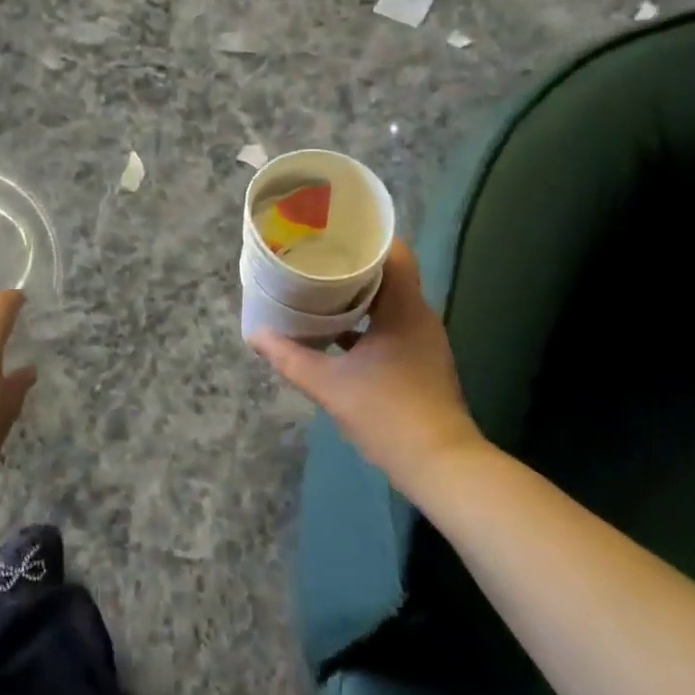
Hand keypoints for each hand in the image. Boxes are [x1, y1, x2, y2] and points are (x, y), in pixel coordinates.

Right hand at [248, 240, 486, 496]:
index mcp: (404, 308)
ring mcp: (422, 339)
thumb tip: (254, 334)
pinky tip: (335, 330)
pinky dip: (365, 320)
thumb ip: (289, 357)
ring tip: (319, 286)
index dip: (364, 236)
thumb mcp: (329, 384)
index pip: (393, 251)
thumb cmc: (387, 413)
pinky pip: (390, 323)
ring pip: (388, 300)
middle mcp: (419, 315)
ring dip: (357, 293)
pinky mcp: (419, 360)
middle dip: (352, 263)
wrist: (440, 465)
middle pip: (388, 272)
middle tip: (314, 255)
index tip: (330, 230)